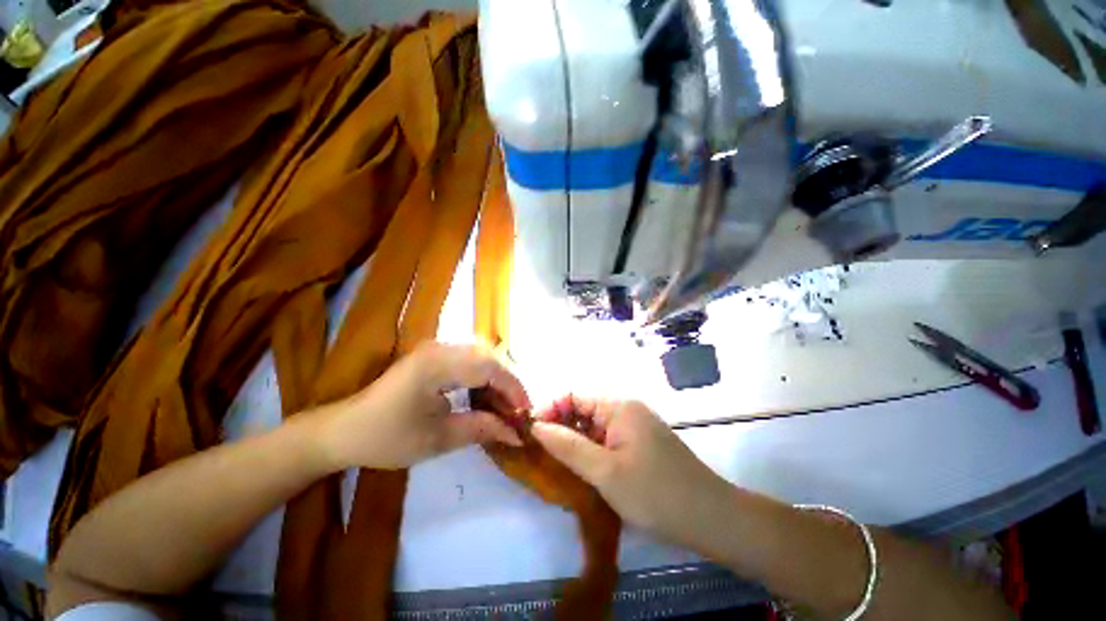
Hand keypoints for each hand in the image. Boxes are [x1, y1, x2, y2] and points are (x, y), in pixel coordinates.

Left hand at [316, 342, 527, 469]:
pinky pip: (469, 360)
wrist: (344, 430)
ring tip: (504, 406)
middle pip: (489, 357)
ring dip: (497, 380)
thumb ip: (481, 429)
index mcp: (437, 364)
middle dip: (508, 383)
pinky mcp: (433, 355)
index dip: (512, 388)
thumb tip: (515, 433)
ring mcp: (436, 348)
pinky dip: (483, 378)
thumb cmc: (387, 437)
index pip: (489, 367)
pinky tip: (485, 397)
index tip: (524, 412)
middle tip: (516, 411)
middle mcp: (440, 347)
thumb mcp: (438, 439)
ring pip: (481, 357)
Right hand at [530, 397, 732, 548]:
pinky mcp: (641, 445)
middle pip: (584, 409)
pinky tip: (582, 469)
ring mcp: (636, 427)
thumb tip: (536, 426)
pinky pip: (607, 440)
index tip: (530, 431)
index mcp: (619, 407)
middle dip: (560, 426)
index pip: (574, 395)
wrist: (711, 518)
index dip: (550, 409)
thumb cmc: (655, 493)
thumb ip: (568, 446)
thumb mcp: (605, 471)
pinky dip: (591, 450)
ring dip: (575, 440)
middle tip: (538, 451)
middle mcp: (627, 410)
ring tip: (555, 462)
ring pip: (595, 427)